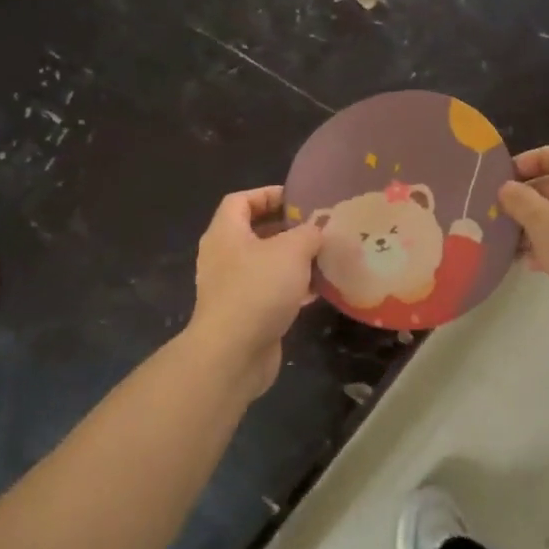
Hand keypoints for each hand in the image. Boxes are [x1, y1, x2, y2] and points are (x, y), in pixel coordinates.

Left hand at [187, 186, 323, 398]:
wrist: (233, 354)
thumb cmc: (258, 289)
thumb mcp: (292, 250)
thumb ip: (310, 233)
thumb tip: (319, 228)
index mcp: (226, 233)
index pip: (241, 201)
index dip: (268, 194)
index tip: (299, 200)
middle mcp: (224, 256)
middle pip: (254, 232)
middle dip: (287, 228)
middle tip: (318, 228)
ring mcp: (232, 287)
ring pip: (265, 263)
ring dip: (293, 260)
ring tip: (324, 256)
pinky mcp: (244, 314)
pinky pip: (270, 291)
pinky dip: (292, 287)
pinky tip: (318, 291)